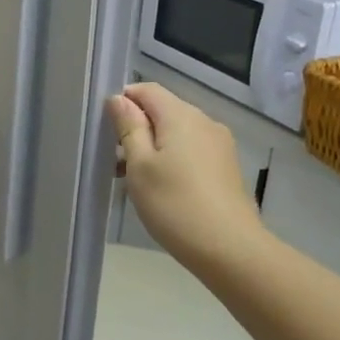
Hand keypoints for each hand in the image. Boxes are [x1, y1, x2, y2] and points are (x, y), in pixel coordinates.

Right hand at [108, 83, 263, 270]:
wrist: (231, 250)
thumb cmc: (175, 204)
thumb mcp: (140, 166)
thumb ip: (129, 128)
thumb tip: (119, 99)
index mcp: (181, 115)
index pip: (147, 90)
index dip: (124, 102)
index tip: (108, 131)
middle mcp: (204, 121)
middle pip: (163, 111)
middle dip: (137, 129)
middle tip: (117, 163)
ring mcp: (219, 145)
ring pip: (177, 133)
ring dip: (154, 147)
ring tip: (136, 181)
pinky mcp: (227, 167)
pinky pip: (192, 150)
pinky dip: (173, 160)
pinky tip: (163, 190)